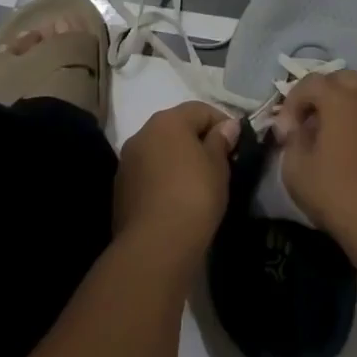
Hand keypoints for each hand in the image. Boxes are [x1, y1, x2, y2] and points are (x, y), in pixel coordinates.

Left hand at [115, 102, 240, 258]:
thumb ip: (221, 141)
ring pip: (160, 151)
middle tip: (219, 163)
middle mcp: (143, 133)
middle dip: (198, 140)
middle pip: (176, 128)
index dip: (222, 123)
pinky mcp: (120, 188)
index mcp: (168, 121)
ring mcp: (127, 161)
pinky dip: (163, 179)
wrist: (155, 246)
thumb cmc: (194, 196)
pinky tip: (176, 199)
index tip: (236, 144)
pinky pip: (148, 173)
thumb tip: (227, 126)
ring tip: (198, 183)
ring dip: (178, 160)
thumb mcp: (217, 166)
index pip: (200, 110)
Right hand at [272, 71, 356, 265]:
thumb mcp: (295, 170)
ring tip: (340, 137)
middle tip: (312, 122)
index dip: (293, 102)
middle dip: (324, 94)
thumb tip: (296, 130)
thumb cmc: (337, 195)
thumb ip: (292, 141)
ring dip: (352, 109)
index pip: (310, 82)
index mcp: (340, 99)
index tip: (286, 132)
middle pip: (344, 79)